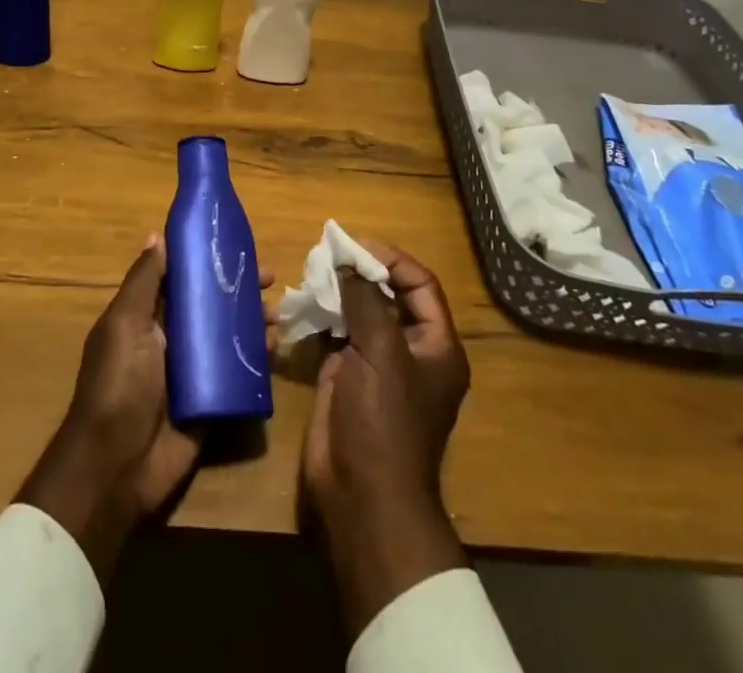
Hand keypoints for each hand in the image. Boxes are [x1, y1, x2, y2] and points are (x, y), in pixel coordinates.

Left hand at [18, 234, 269, 582]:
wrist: (117, 467)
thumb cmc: (118, 384)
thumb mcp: (125, 325)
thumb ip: (143, 282)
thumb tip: (157, 235)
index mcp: (147, 316)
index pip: (182, 278)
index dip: (207, 259)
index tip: (236, 243)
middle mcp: (172, 338)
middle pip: (211, 304)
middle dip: (238, 288)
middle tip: (269, 277)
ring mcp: (194, 370)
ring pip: (229, 335)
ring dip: (254, 320)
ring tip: (278, 311)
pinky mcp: (213, 401)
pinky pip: (239, 373)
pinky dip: (258, 358)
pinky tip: (276, 346)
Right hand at [299, 244, 471, 636]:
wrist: (362, 496)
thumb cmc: (384, 421)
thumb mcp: (381, 353)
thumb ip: (365, 300)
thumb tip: (347, 261)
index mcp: (436, 346)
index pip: (420, 284)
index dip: (390, 259)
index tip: (354, 245)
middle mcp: (410, 351)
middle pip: (390, 295)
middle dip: (362, 271)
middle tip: (329, 253)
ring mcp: (377, 364)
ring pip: (361, 312)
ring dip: (340, 289)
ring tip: (315, 269)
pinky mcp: (347, 376)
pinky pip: (338, 333)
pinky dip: (324, 313)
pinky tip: (306, 299)